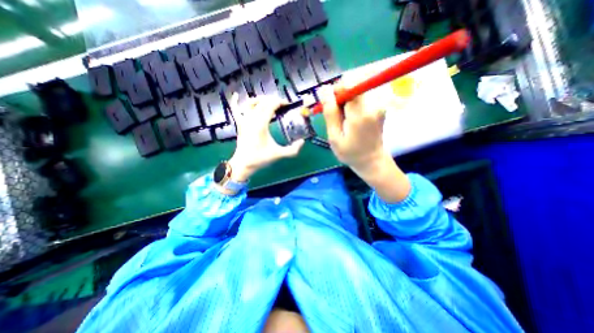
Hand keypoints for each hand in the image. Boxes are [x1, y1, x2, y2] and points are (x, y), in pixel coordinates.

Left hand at [226, 94, 302, 181]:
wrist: (243, 164)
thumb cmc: (260, 159)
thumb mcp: (278, 155)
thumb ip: (292, 150)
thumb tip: (302, 142)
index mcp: (261, 125)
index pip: (270, 106)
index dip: (280, 102)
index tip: (287, 104)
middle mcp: (251, 119)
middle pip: (262, 102)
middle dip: (273, 100)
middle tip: (282, 104)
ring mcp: (244, 120)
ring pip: (250, 103)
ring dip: (260, 99)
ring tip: (269, 101)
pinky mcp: (239, 124)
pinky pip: (235, 110)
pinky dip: (235, 101)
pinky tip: (237, 95)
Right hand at [318, 83, 411, 203]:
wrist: (372, 161)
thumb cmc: (350, 153)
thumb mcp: (334, 137)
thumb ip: (330, 113)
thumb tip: (324, 90)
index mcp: (360, 114)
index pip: (349, 83)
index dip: (337, 89)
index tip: (331, 103)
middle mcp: (373, 105)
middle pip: (354, 84)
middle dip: (341, 95)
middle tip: (336, 114)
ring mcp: (379, 105)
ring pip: (357, 90)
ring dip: (346, 101)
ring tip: (344, 119)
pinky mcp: (380, 106)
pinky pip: (363, 96)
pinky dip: (353, 104)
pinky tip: (351, 119)